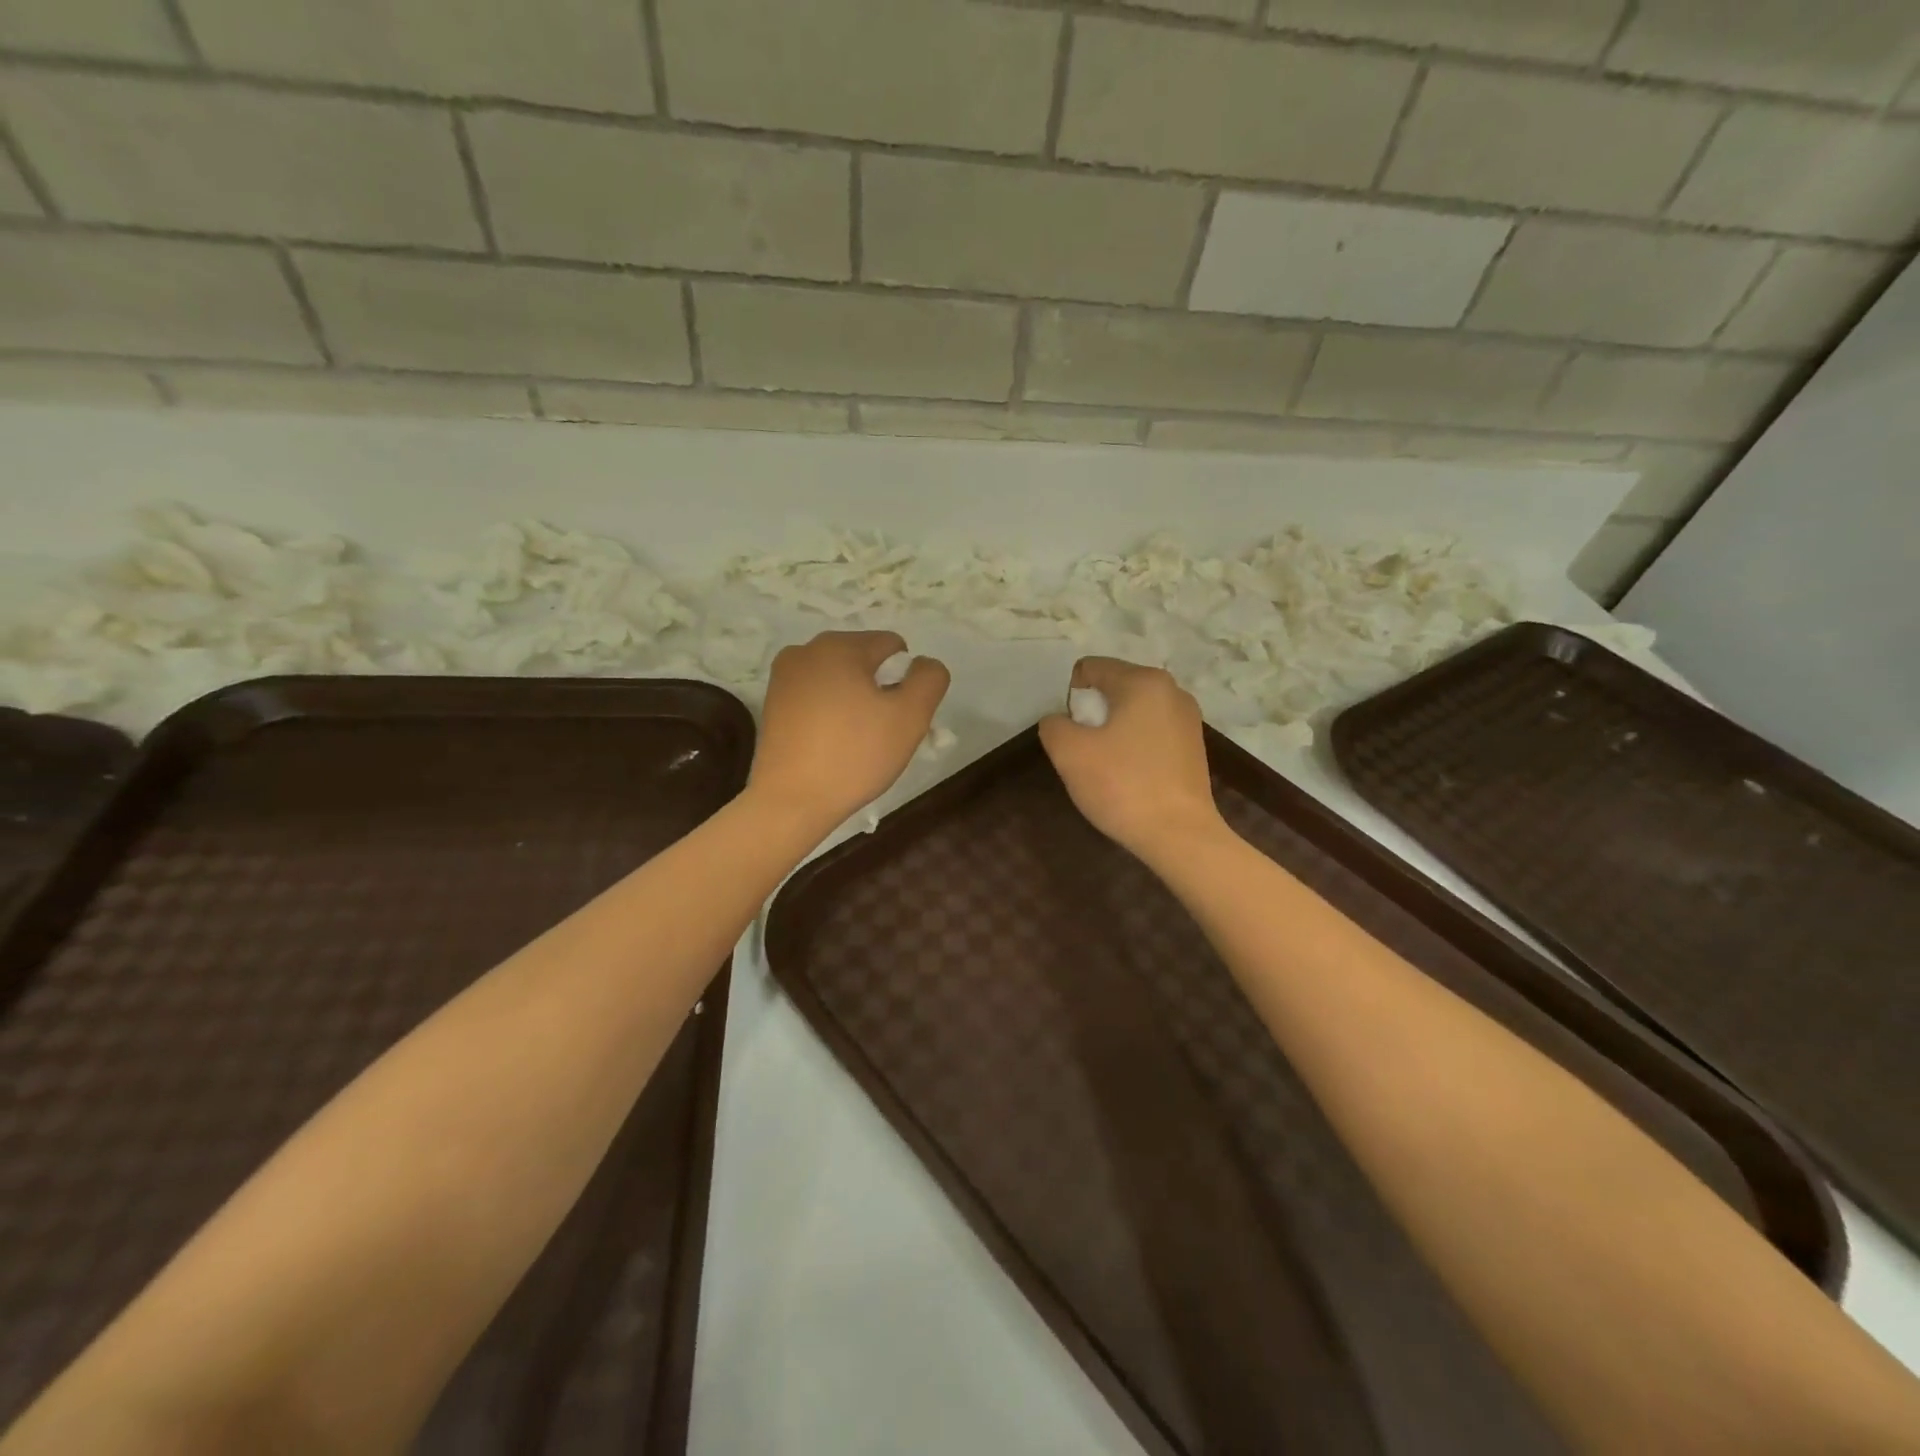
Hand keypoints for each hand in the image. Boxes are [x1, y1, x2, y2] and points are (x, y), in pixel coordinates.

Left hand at [748, 630, 949, 831]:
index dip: (906, 682)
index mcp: (838, 645)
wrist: (790, 802)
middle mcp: (805, 650)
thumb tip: (923, 664)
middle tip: (880, 735)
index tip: (897, 719)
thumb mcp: (910, 716)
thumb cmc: (854, 755)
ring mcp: (783, 677)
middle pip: (864, 662)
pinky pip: (816, 698)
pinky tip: (831, 747)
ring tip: (854, 744)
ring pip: (839, 681)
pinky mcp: (772, 705)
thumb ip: (929, 679)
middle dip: (880, 691)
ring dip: (855, 703)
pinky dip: (831, 715)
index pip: (893, 647)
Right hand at [1040, 657, 1223, 857]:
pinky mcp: (1194, 747)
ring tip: (1107, 766)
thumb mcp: (1069, 752)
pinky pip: (1151, 733)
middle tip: (1085, 751)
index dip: (1070, 697)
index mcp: (1144, 681)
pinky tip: (1130, 777)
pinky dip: (1134, 746)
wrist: (1179, 835)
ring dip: (1113, 731)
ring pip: (1133, 712)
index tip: (1070, 732)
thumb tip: (1060, 722)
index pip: (1091, 669)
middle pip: (1114, 688)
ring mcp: (1188, 719)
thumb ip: (1053, 725)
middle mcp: (1172, 691)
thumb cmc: (1122, 786)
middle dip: (1092, 714)